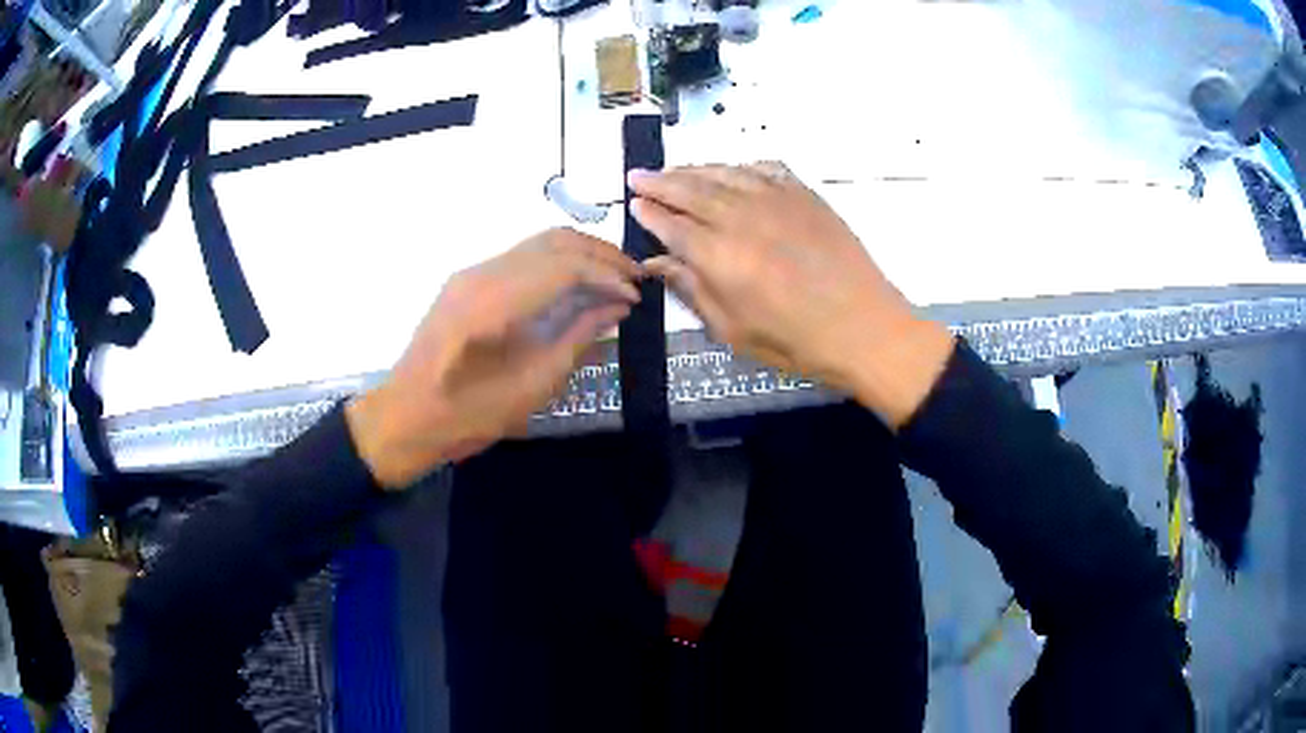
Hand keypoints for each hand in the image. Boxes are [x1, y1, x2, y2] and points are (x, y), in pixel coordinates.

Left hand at [346, 228, 641, 487]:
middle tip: (635, 279)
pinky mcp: (469, 281)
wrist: (405, 417)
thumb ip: (577, 338)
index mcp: (492, 302)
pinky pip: (523, 258)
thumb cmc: (466, 416)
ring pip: (539, 243)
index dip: (607, 275)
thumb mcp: (531, 386)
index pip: (563, 265)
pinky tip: (577, 286)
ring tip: (614, 279)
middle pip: (553, 241)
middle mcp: (481, 274)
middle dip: (600, 254)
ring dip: (581, 255)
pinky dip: (558, 264)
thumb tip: (617, 308)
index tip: (637, 296)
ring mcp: (472, 273)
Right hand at [628, 163, 953, 427]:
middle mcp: (742, 216)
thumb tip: (656, 263)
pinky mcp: (805, 194)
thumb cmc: (795, 342)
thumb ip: (691, 289)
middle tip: (638, 176)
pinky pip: (764, 168)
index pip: (671, 224)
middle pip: (690, 189)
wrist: (865, 328)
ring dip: (694, 169)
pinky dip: (740, 166)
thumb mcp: (733, 330)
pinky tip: (731, 171)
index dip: (649, 212)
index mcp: (718, 254)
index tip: (633, 203)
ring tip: (674, 170)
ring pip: (724, 173)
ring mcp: (776, 199)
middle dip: (660, 181)